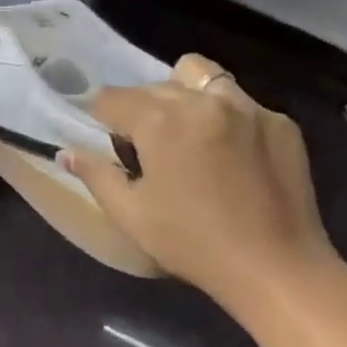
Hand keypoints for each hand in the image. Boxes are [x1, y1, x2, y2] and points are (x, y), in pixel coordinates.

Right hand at [61, 54, 336, 297]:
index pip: (113, 97)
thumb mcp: (131, 214)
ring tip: (188, 133)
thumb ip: (95, 175)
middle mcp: (202, 99)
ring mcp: (248, 107)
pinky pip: (242, 104)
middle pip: (155, 86)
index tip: (105, 137)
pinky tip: (232, 156)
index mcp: (160, 120)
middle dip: (142, 108)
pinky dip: (227, 118)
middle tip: (146, 146)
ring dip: (185, 95)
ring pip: (202, 77)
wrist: (277, 269)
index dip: (101, 116)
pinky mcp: (281, 122)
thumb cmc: (192, 244)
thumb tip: (65, 153)